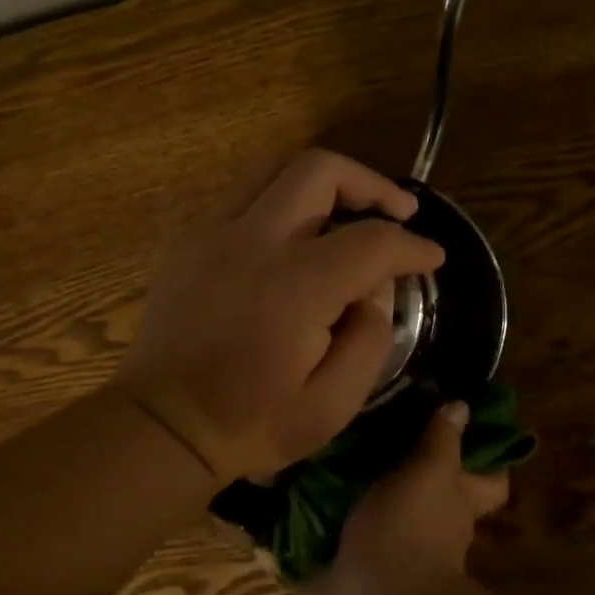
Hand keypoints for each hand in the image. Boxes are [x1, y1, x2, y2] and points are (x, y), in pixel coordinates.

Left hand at [116, 149, 445, 482]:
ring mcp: (212, 233)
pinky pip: (245, 194)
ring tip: (350, 210)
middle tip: (398, 213)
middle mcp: (252, 242)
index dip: (413, 246)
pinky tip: (296, 235)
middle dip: (372, 184)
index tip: (432, 257)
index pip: (371, 241)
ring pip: (276, 167)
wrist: (162, 426)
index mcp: (294, 288)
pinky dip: (282, 199)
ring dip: (325, 181)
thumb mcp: (333, 404)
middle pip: (320, 170)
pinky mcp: (189, 239)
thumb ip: (371, 337)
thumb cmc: (251, 423)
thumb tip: (376, 288)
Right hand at [300, 401, 510, 594]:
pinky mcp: (337, 563)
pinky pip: (322, 530)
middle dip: (398, 461)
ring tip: (320, 438)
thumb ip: (441, 440)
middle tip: (368, 416)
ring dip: (348, 484)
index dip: (482, 457)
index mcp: (452, 504)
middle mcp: (422, 526)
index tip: (457, 418)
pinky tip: (286, 475)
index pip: (484, 481)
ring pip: (372, 506)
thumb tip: (461, 405)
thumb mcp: (431, 473)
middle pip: (421, 489)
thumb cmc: (409, 531)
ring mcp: (380, 546)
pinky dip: (305, 511)